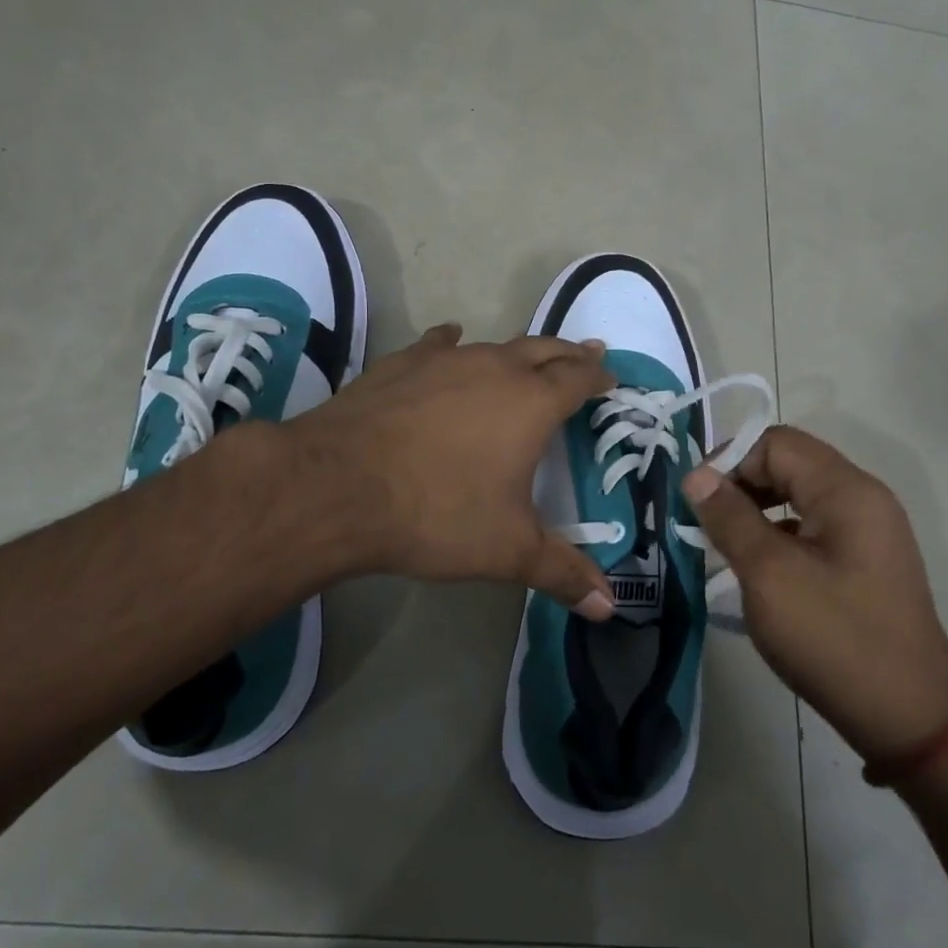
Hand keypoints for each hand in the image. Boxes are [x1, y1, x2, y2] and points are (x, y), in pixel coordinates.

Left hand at [285, 324, 617, 614]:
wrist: (338, 487)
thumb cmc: (437, 514)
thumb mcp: (507, 550)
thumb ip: (562, 572)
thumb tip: (609, 606)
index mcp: (531, 403)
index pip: (578, 378)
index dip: (598, 376)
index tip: (610, 377)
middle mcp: (493, 368)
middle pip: (543, 349)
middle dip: (568, 353)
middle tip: (586, 353)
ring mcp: (443, 361)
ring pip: (493, 345)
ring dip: (517, 351)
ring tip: (526, 356)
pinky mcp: (399, 364)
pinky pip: (437, 345)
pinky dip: (452, 343)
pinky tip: (449, 340)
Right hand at [682, 426, 947, 760]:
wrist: (909, 718)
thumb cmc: (834, 638)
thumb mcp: (769, 574)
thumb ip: (730, 518)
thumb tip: (696, 475)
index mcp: (846, 490)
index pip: (775, 443)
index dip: (730, 462)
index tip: (697, 503)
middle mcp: (863, 498)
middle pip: (789, 464)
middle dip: (742, 485)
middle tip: (706, 525)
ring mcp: (869, 531)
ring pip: (799, 496)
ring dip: (757, 511)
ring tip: (726, 546)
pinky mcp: (866, 562)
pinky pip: (813, 527)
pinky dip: (779, 535)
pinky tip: (759, 570)